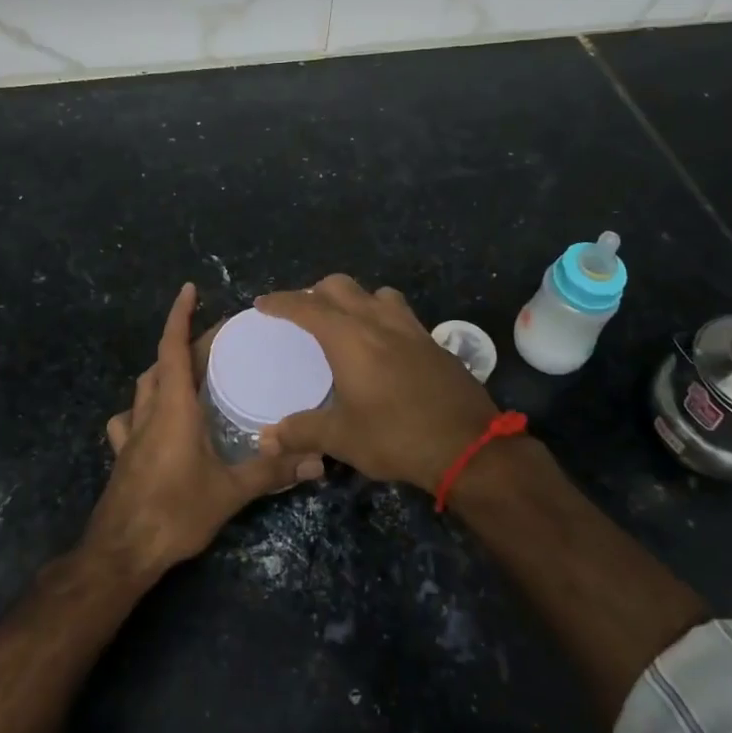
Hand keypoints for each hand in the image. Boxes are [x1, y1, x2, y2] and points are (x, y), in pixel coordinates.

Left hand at [86, 283, 323, 578]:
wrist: (120, 553)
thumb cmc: (173, 512)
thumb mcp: (229, 492)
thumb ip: (271, 472)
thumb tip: (317, 460)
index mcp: (173, 407)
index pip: (173, 347)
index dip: (180, 315)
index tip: (189, 289)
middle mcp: (149, 411)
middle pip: (163, 363)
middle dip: (185, 344)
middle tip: (217, 341)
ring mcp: (131, 433)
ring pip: (144, 387)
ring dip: (164, 371)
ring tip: (190, 373)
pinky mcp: (123, 455)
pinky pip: (130, 419)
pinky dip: (143, 408)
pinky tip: (154, 420)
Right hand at [255, 275, 497, 491]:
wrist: (468, 445)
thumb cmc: (396, 436)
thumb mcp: (342, 439)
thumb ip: (302, 432)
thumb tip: (265, 439)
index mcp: (349, 337)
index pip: (306, 306)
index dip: (281, 302)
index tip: (263, 303)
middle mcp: (377, 321)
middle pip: (340, 286)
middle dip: (316, 293)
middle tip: (302, 314)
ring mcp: (410, 328)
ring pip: (375, 293)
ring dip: (354, 299)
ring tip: (345, 322)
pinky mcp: (432, 342)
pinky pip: (399, 313)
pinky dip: (381, 316)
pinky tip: (383, 345)